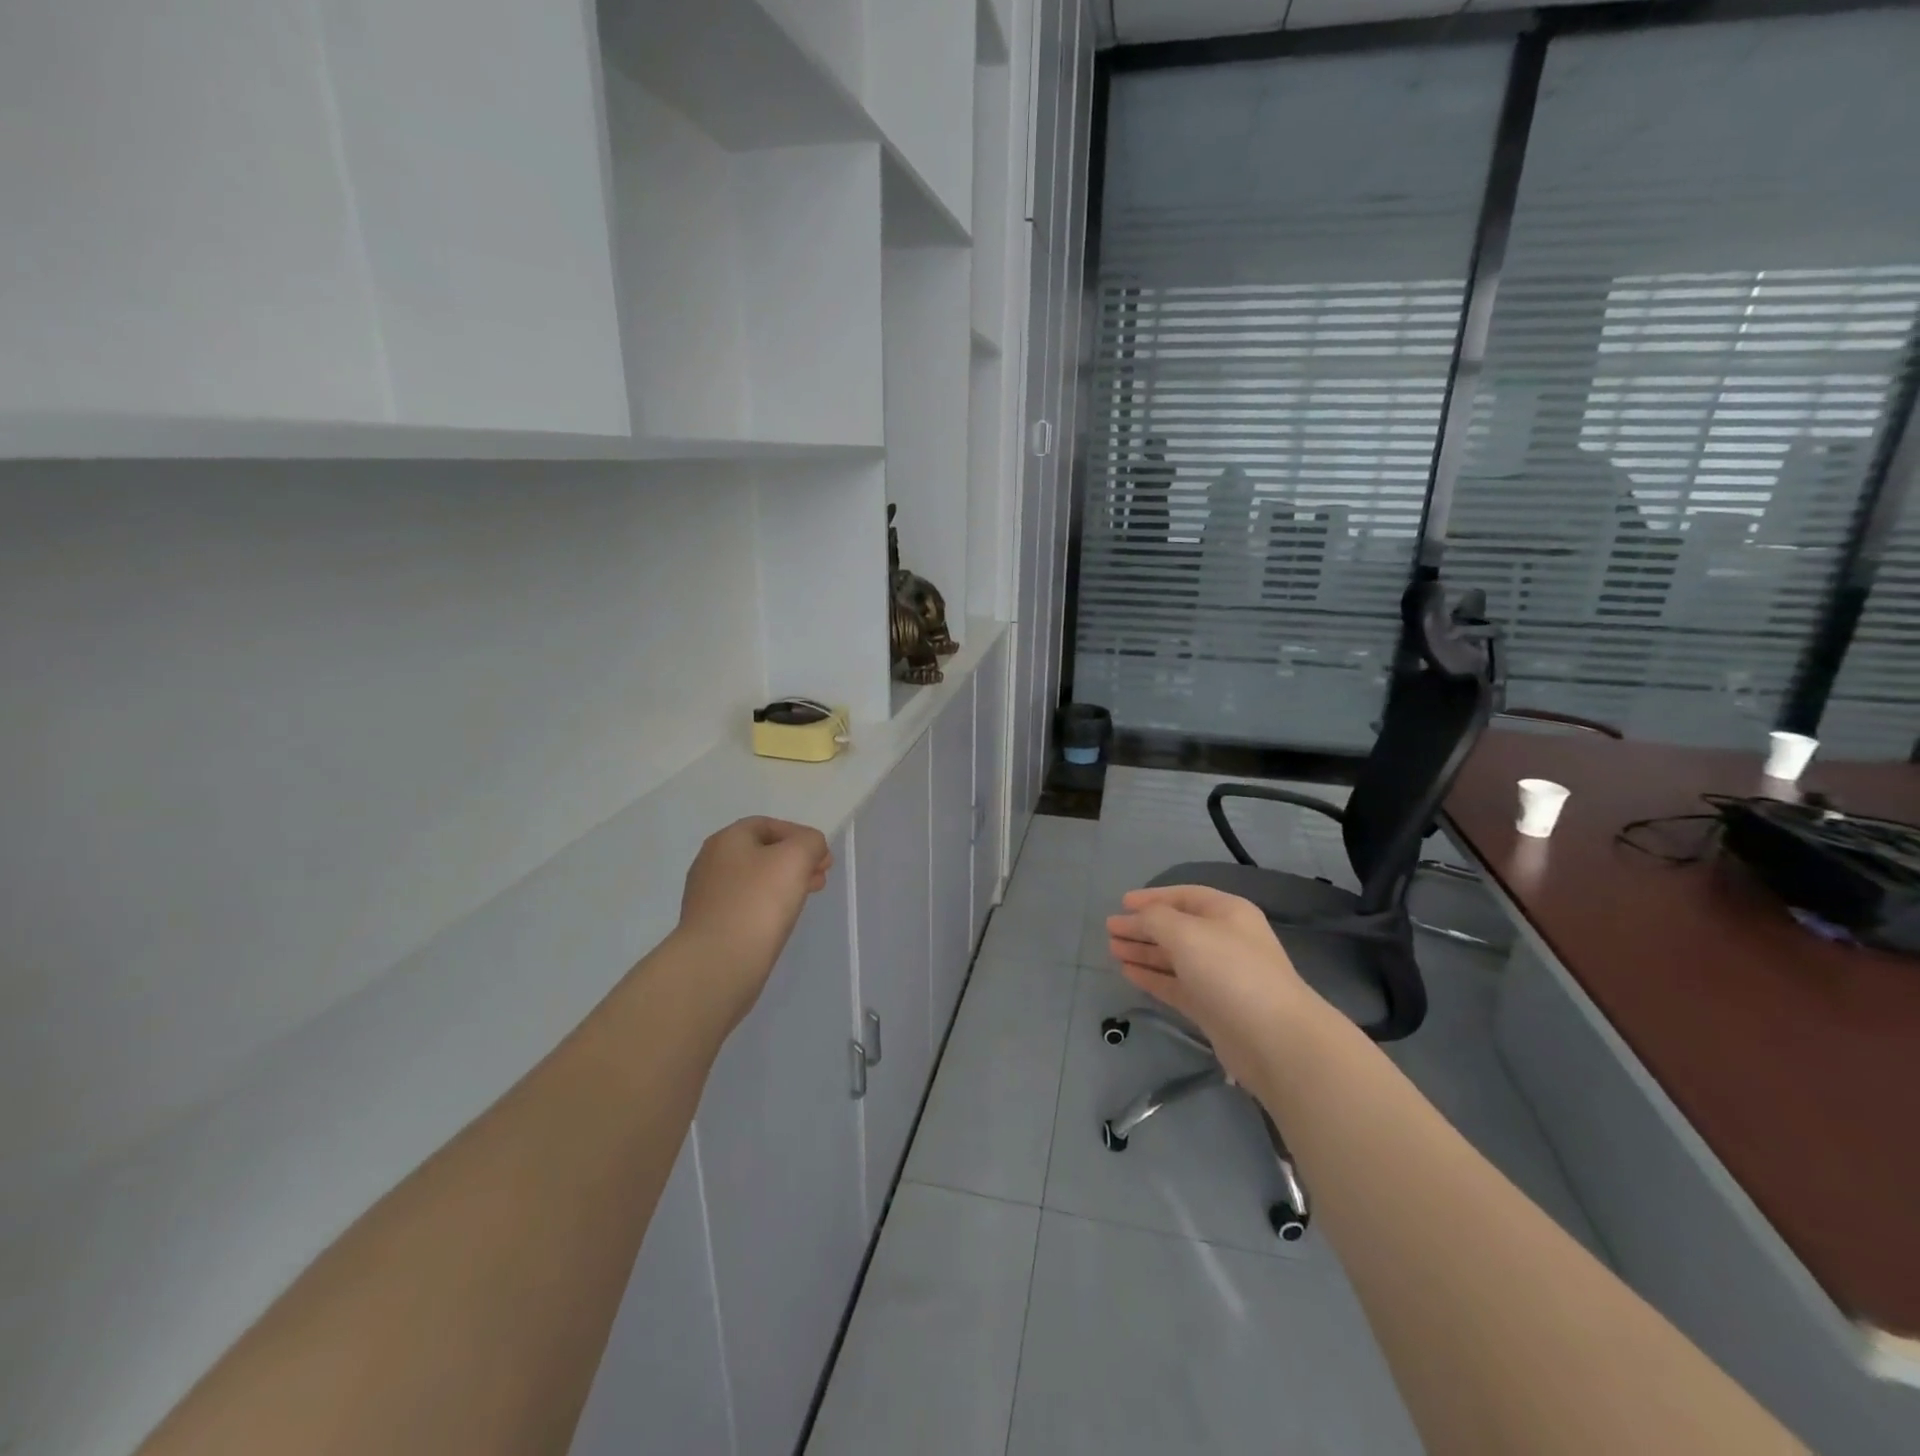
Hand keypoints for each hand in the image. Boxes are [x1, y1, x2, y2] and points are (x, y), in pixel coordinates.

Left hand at [675, 817, 832, 1028]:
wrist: (718, 963)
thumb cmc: (758, 901)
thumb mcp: (796, 857)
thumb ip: (810, 842)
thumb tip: (810, 849)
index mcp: (727, 840)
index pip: (767, 825)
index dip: (799, 835)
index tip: (822, 856)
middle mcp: (711, 862)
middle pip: (762, 852)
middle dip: (795, 861)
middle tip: (820, 877)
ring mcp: (707, 896)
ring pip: (755, 880)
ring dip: (784, 884)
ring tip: (806, 899)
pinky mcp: (710, 926)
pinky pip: (746, 906)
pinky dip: (767, 906)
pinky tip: (781, 920)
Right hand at [1106, 885, 1325, 1083]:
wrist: (1274, 1039)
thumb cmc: (1230, 971)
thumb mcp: (1186, 933)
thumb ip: (1155, 919)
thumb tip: (1138, 919)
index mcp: (1227, 913)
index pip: (1184, 896)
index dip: (1152, 897)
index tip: (1121, 904)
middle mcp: (1224, 940)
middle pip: (1176, 927)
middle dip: (1143, 927)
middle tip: (1110, 930)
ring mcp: (1218, 976)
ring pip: (1174, 957)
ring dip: (1144, 952)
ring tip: (1113, 950)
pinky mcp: (1211, 1007)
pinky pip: (1175, 985)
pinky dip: (1152, 977)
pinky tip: (1128, 973)